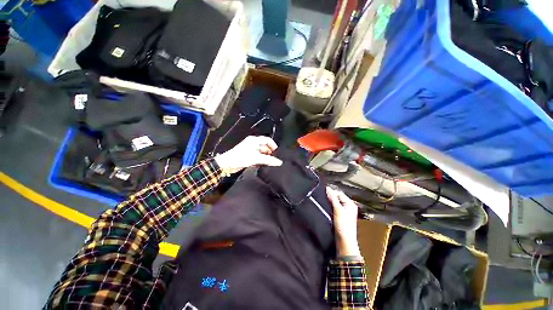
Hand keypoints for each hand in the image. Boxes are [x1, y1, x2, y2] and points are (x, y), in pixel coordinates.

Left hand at [215, 136, 282, 174]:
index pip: (268, 140)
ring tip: (268, 163)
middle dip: (270, 153)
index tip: (276, 153)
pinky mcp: (249, 156)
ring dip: (265, 158)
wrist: (227, 164)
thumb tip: (278, 161)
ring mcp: (251, 150)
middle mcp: (253, 144)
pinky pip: (258, 158)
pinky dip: (261, 161)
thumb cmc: (238, 157)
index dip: (273, 146)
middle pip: (265, 147)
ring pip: (262, 153)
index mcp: (254, 140)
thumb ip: (268, 160)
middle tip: (273, 160)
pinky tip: (262, 165)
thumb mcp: (256, 158)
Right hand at [326, 187, 360, 256]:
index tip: (322, 193)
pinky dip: (330, 207)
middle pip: (337, 198)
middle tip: (322, 198)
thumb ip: (333, 198)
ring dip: (330, 202)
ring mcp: (345, 212)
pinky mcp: (341, 217)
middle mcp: (348, 206)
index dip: (331, 192)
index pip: (339, 193)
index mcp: (350, 204)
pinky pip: (335, 208)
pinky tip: (326, 208)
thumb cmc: (343, 226)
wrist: (345, 242)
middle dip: (330, 197)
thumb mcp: (338, 210)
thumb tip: (327, 188)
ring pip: (335, 203)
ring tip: (323, 202)